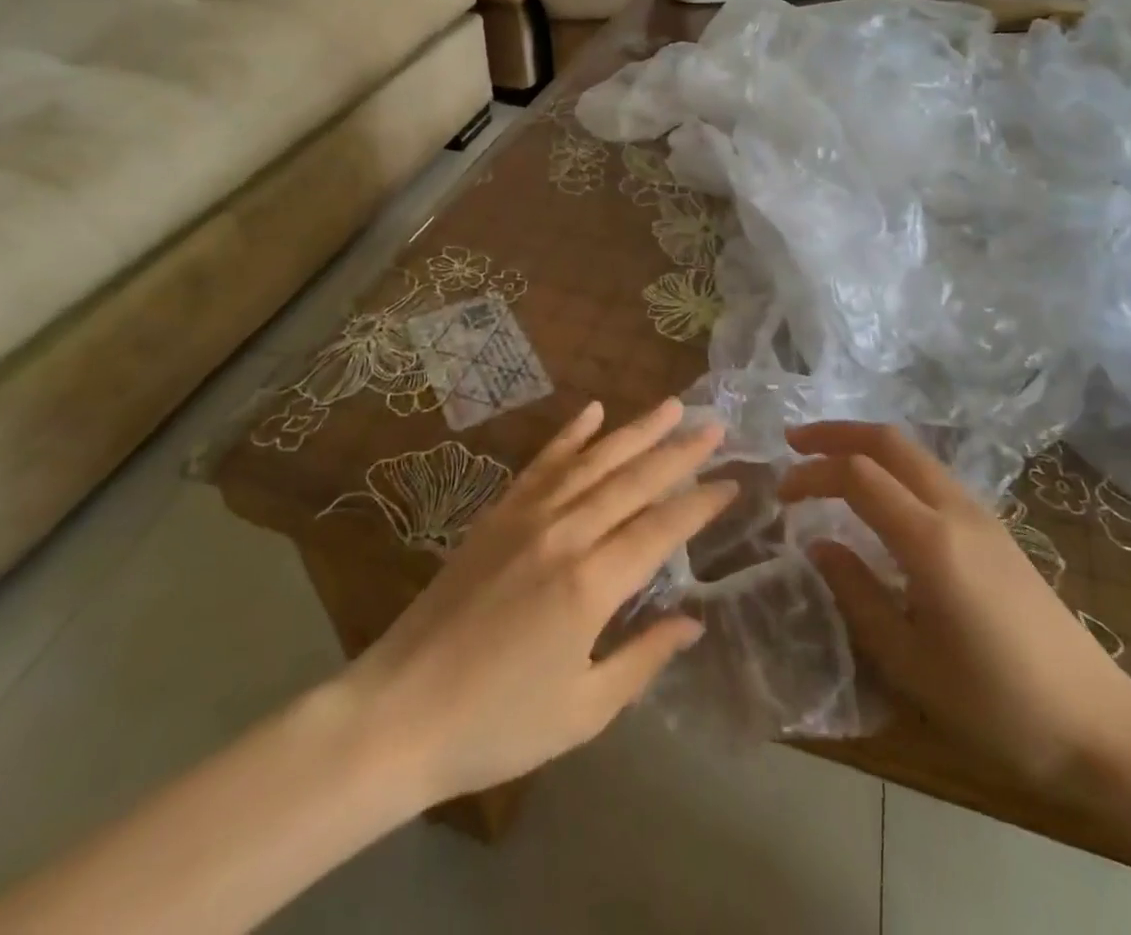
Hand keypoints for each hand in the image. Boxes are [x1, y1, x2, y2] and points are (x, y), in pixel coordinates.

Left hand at [339, 399, 735, 805]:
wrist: (398, 713)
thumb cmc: (497, 724)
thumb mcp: (583, 709)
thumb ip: (643, 658)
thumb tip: (692, 622)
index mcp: (591, 583)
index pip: (661, 529)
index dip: (700, 504)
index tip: (733, 481)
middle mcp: (565, 534)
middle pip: (633, 481)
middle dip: (679, 451)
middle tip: (715, 424)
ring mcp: (528, 517)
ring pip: (594, 461)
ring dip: (635, 431)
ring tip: (671, 406)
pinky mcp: (498, 514)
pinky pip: (543, 463)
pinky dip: (570, 435)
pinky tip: (593, 412)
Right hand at [780, 422, 1130, 797]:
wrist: (1099, 725)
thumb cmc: (997, 704)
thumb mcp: (909, 662)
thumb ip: (857, 594)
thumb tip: (819, 545)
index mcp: (931, 540)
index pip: (858, 475)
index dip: (812, 474)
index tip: (781, 494)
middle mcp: (956, 510)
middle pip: (889, 441)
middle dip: (837, 433)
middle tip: (794, 443)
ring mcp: (981, 514)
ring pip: (914, 452)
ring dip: (865, 444)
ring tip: (826, 460)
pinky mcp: (994, 529)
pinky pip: (932, 474)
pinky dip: (892, 465)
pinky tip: (878, 493)